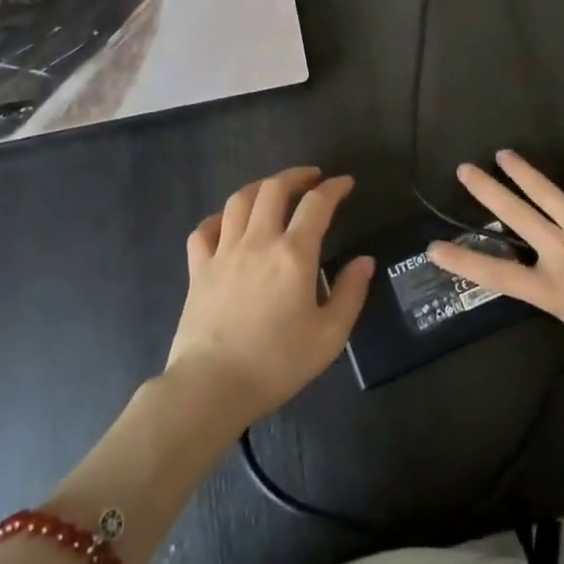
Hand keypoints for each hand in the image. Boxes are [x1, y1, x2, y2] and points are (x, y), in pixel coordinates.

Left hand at [165, 166, 374, 427]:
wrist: (211, 388)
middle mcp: (258, 242)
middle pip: (274, 189)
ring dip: (260, 187)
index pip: (317, 204)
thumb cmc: (277, 363)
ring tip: (273, 190)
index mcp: (294, 254)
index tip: (345, 183)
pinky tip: (228, 222)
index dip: (334, 187)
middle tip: (311, 178)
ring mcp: (223, 253)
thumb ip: (351, 293)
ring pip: (239, 201)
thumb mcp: (330, 336)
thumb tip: (365, 261)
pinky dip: (218, 218)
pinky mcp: (198, 270)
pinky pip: (204, 230)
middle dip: (296, 176)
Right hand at [430, 148, 563, 382]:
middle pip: (515, 215)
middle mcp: (560, 250)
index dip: (463, 260)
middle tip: (464, 169)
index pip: (497, 275)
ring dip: (522, 171)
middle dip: (487, 190)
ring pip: (545, 191)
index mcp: (554, 289)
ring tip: (504, 154)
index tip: (435, 247)